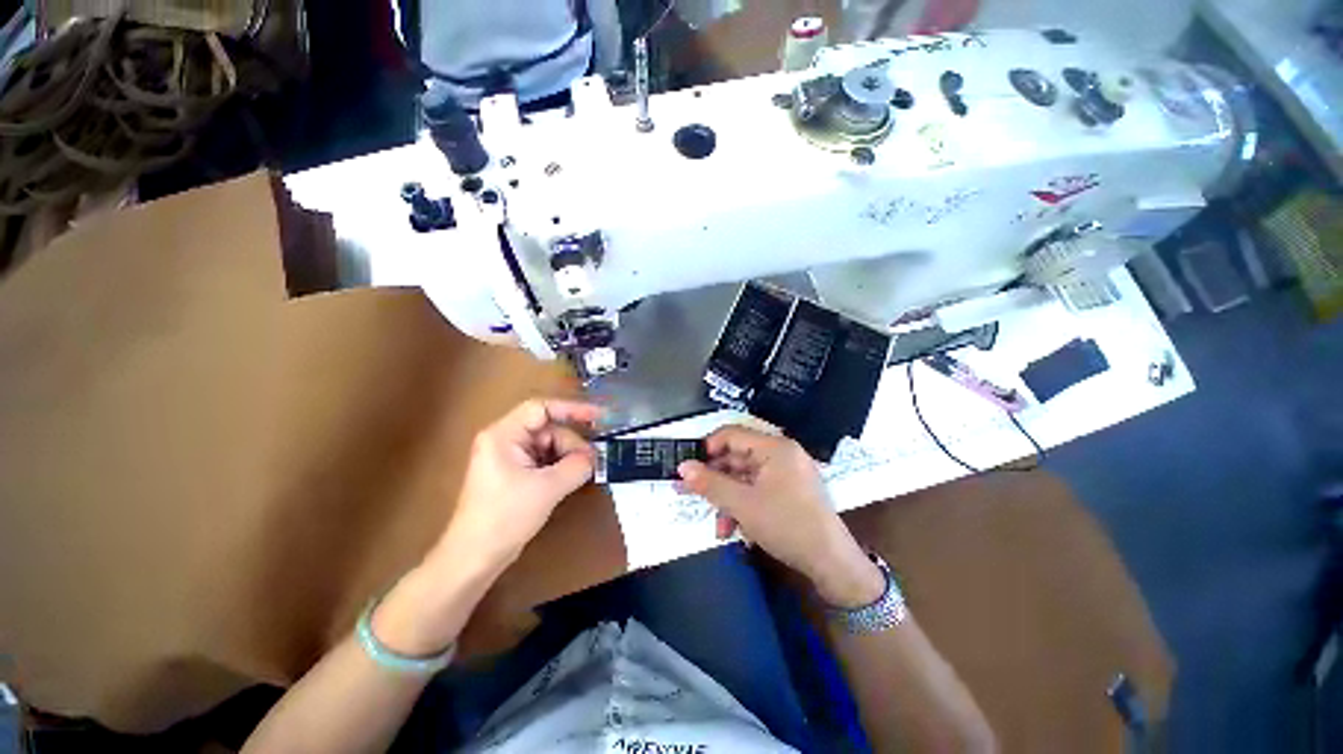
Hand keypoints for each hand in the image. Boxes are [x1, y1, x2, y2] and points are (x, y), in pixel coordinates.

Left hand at [436, 398, 601, 572]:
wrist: (474, 558)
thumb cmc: (505, 517)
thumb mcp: (547, 488)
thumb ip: (576, 466)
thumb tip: (594, 457)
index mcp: (504, 435)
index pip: (542, 408)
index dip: (572, 409)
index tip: (599, 416)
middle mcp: (505, 440)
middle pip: (549, 429)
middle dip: (571, 443)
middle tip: (591, 462)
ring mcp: (509, 457)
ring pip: (549, 445)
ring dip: (568, 457)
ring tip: (580, 474)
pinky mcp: (515, 473)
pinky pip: (544, 460)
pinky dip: (560, 466)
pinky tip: (570, 479)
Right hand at [678, 427, 883, 607]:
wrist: (831, 564)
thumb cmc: (786, 525)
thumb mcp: (742, 505)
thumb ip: (710, 484)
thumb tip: (683, 468)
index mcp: (774, 447)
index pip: (731, 434)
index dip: (706, 448)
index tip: (688, 467)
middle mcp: (781, 454)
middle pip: (737, 458)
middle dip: (714, 480)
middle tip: (689, 493)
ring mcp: (786, 473)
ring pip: (744, 478)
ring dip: (727, 499)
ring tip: (717, 524)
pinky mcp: (788, 491)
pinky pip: (757, 490)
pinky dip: (742, 506)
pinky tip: (733, 529)